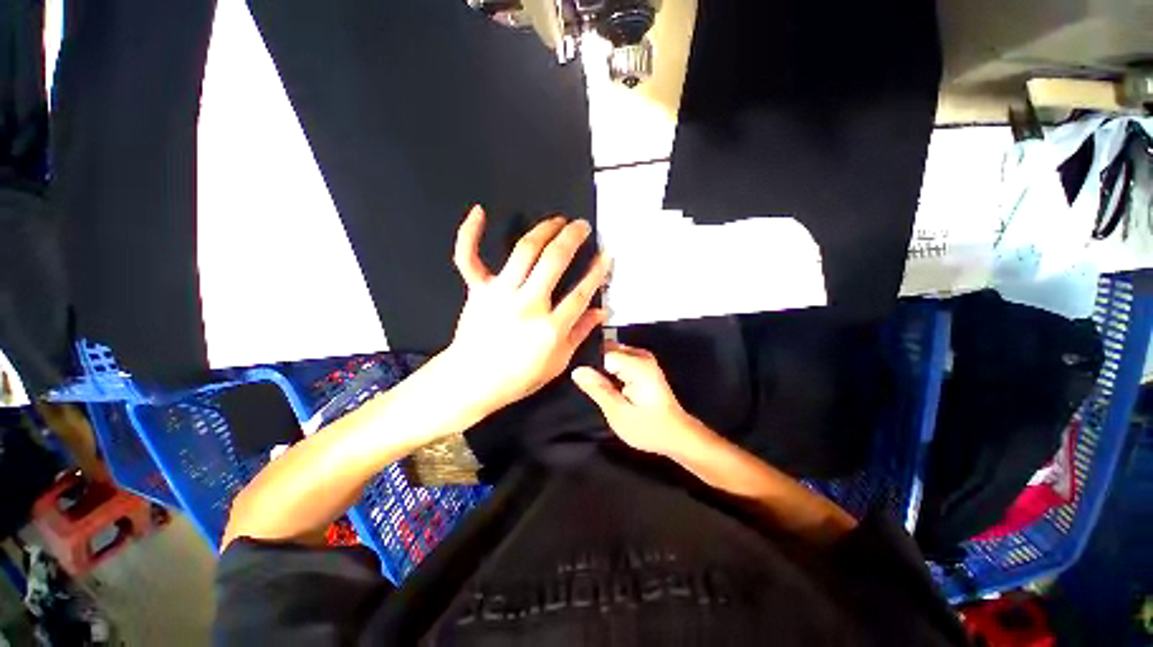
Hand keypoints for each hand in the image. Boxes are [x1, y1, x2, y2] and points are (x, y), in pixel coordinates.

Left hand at [443, 205, 610, 414]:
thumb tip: (601, 311)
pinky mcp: (477, 290)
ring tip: (557, 220)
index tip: (606, 254)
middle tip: (582, 226)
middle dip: (572, 237)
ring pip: (524, 250)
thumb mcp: (557, 363)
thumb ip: (580, 334)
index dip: (597, 271)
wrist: (471, 381)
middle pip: (554, 261)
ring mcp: (499, 294)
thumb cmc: (518, 377)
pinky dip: (470, 233)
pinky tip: (479, 211)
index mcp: (550, 328)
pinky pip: (469, 257)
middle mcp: (527, 305)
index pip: (580, 292)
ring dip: (544, 229)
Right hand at [572, 342, 710, 456]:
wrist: (676, 434)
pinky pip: (618, 359)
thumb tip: (577, 371)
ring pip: (611, 354)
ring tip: (601, 389)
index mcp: (637, 364)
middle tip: (592, 388)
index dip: (589, 367)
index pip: (601, 353)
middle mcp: (641, 355)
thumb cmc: (649, 428)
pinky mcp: (643, 364)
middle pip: (606, 350)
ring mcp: (643, 358)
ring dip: (602, 370)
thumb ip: (597, 389)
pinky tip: (610, 387)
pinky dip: (611, 371)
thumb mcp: (618, 413)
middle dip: (595, 367)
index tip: (585, 383)